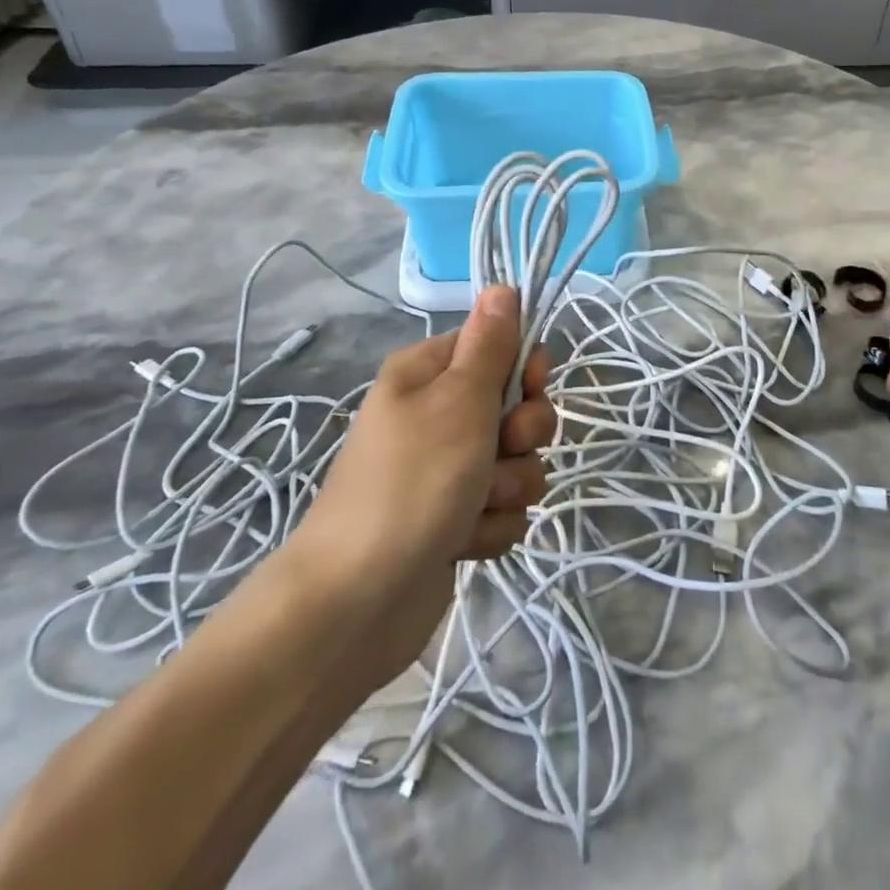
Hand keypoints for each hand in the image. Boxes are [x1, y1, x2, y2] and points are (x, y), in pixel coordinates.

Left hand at [285, 287, 553, 686]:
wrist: (356, 603)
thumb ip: (490, 345)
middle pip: (516, 407)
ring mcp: (445, 471)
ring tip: (475, 507)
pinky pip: (502, 509)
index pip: (499, 347)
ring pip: (516, 462)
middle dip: (523, 435)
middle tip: (502, 450)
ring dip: (508, 486)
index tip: (532, 388)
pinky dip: (491, 526)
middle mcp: (436, 415)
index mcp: (428, 374)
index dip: (525, 369)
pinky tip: (464, 543)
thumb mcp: (459, 401)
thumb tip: (502, 286)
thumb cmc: (412, 483)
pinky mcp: (454, 519)